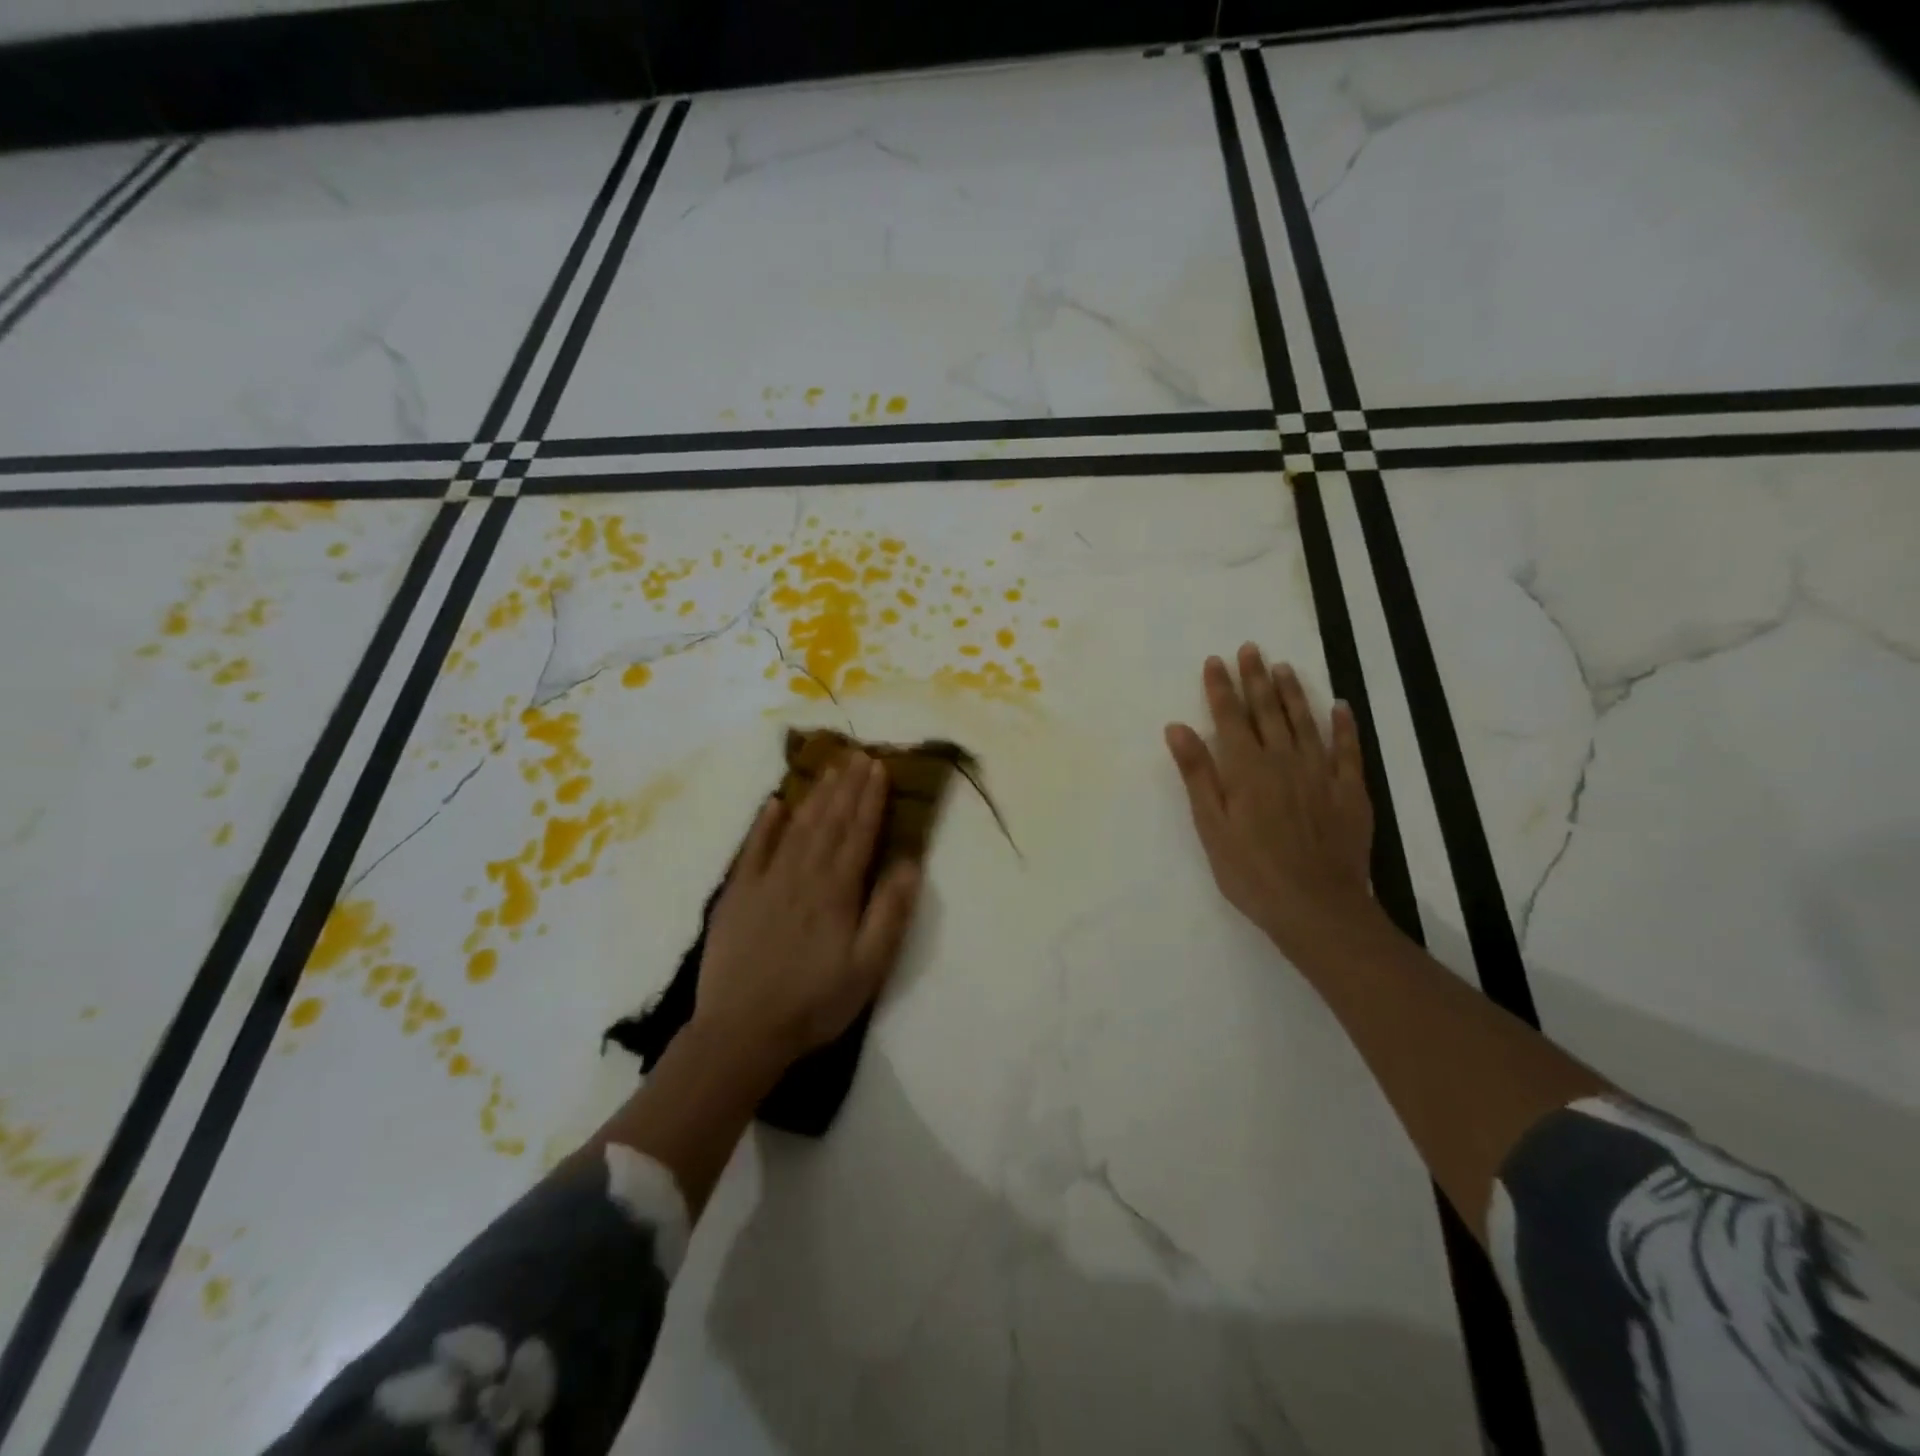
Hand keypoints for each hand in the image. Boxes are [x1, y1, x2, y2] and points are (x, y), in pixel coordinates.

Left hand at [693, 753, 922, 1069]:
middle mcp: (803, 875)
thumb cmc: (814, 1002)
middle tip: (858, 754)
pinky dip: (765, 825)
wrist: (741, 1031)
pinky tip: (775, 804)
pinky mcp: (737, 895)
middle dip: (846, 786)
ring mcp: (766, 881)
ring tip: (829, 768)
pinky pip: (753, 849)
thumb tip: (910, 862)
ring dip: (815, 795)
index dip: (870, 799)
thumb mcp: (868, 967)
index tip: (879, 767)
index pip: (858, 833)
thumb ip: (890, 912)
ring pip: (797, 827)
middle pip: (829, 821)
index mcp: (837, 891)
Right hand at [1165, 644, 1376, 956]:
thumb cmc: (1250, 870)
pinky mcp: (1349, 791)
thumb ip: (1197, 773)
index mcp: (1246, 769)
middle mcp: (1283, 760)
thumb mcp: (1210, 825)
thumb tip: (1177, 727)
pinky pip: (1348, 749)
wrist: (1316, 906)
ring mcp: (1320, 773)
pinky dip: (1344, 725)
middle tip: (1251, 648)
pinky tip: (1340, 706)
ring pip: (1305, 721)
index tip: (1215, 660)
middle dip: (1256, 678)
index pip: (1230, 718)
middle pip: (1267, 710)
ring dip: (1293, 692)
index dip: (1221, 688)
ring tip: (1283, 666)